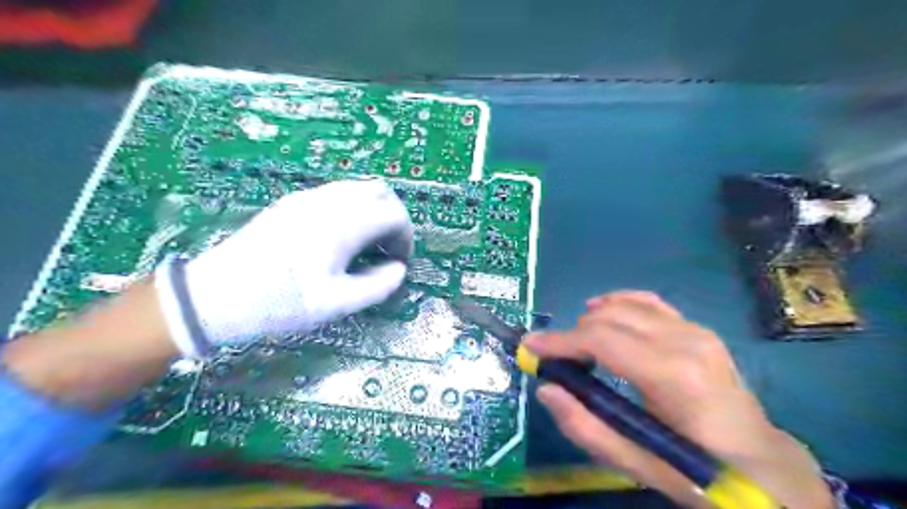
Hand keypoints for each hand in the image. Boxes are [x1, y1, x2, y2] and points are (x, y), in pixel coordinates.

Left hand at [164, 179, 412, 353]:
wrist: (215, 295)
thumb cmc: (280, 302)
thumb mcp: (335, 304)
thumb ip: (377, 286)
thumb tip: (398, 269)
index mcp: (343, 224)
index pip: (394, 214)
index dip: (405, 237)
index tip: (399, 263)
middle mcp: (329, 201)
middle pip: (380, 191)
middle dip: (394, 217)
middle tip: (387, 249)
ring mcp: (308, 197)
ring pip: (357, 188)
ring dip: (373, 211)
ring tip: (366, 245)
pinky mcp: (292, 202)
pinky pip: (336, 194)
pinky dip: (353, 209)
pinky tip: (340, 238)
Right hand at [525, 293, 834, 508]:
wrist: (764, 463)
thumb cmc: (700, 470)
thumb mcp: (640, 464)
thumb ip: (587, 428)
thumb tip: (546, 390)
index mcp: (674, 376)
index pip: (602, 341)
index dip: (559, 341)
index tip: (529, 347)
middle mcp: (685, 341)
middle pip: (608, 319)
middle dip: (571, 334)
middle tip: (551, 358)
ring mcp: (694, 329)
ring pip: (624, 305)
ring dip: (590, 321)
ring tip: (576, 347)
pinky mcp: (696, 328)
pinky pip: (647, 301)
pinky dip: (617, 302)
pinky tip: (600, 310)